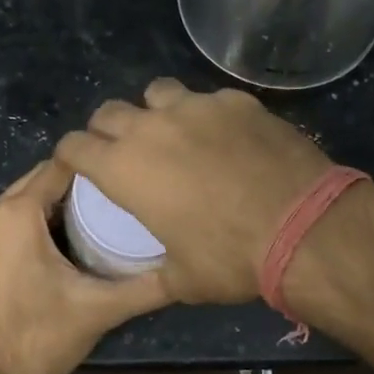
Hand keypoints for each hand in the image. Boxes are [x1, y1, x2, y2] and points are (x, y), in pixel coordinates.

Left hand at [0, 160, 170, 373]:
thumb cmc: (37, 337)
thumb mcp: (99, 309)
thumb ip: (145, 287)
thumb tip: (186, 272)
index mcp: (16, 213)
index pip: (60, 166)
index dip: (94, 167)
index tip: (124, 176)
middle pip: (38, 181)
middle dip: (75, 186)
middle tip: (116, 200)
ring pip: (20, 202)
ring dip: (53, 206)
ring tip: (94, 221)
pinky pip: (5, 224)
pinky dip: (30, 225)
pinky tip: (58, 248)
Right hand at [55, 79, 332, 304]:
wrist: (302, 226)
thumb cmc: (231, 259)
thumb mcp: (182, 280)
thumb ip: (155, 272)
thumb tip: (154, 276)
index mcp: (124, 169)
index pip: (74, 146)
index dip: (71, 155)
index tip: (78, 164)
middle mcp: (151, 128)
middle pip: (108, 111)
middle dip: (107, 130)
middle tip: (124, 151)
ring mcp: (195, 107)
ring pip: (157, 92)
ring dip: (155, 111)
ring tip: (174, 134)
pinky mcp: (236, 101)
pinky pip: (208, 99)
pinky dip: (206, 115)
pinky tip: (228, 138)